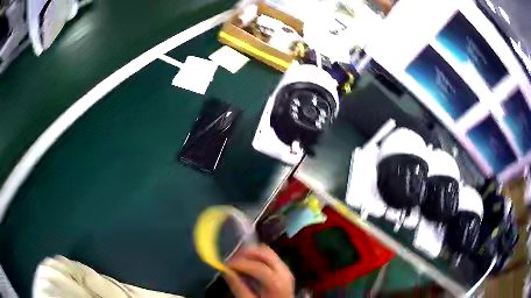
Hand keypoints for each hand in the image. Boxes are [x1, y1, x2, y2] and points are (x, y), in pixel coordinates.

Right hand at [223, 244, 293, 297]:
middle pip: (265, 254)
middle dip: (246, 254)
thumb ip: (239, 288)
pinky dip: (259, 256)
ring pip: (269, 253)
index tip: (227, 264)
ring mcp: (286, 271)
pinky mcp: (284, 271)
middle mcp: (284, 273)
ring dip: (252, 253)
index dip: (240, 263)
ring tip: (238, 260)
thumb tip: (227, 272)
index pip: (258, 266)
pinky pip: (272, 257)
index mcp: (276, 282)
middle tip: (231, 259)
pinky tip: (249, 263)